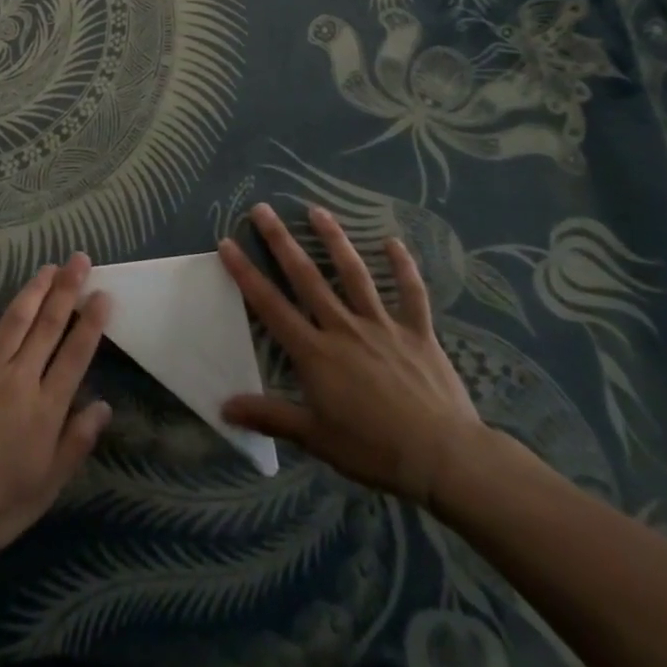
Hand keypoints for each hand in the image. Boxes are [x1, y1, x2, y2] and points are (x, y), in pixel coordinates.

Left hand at [0, 255, 112, 562]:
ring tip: (49, 267)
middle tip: (80, 260)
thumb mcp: (45, 487)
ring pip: (14, 318)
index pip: (76, 354)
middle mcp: (18, 377)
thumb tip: (104, 406)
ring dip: (34, 289)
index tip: (103, 294)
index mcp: (45, 407)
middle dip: (67, 289)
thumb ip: (75, 443)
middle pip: (48, 325)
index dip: (92, 322)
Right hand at [219, 203, 484, 506]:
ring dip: (333, 239)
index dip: (245, 273)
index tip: (227, 243)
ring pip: (353, 274)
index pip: (270, 305)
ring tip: (316, 210)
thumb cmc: (374, 449)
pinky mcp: (418, 332)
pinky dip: (403, 267)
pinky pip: (411, 294)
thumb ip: (269, 417)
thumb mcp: (315, 438)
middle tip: (262, 209)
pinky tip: (393, 241)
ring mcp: (382, 325)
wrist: (443, 457)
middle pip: (306, 277)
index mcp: (315, 352)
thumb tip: (223, 407)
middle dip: (281, 241)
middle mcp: (343, 328)